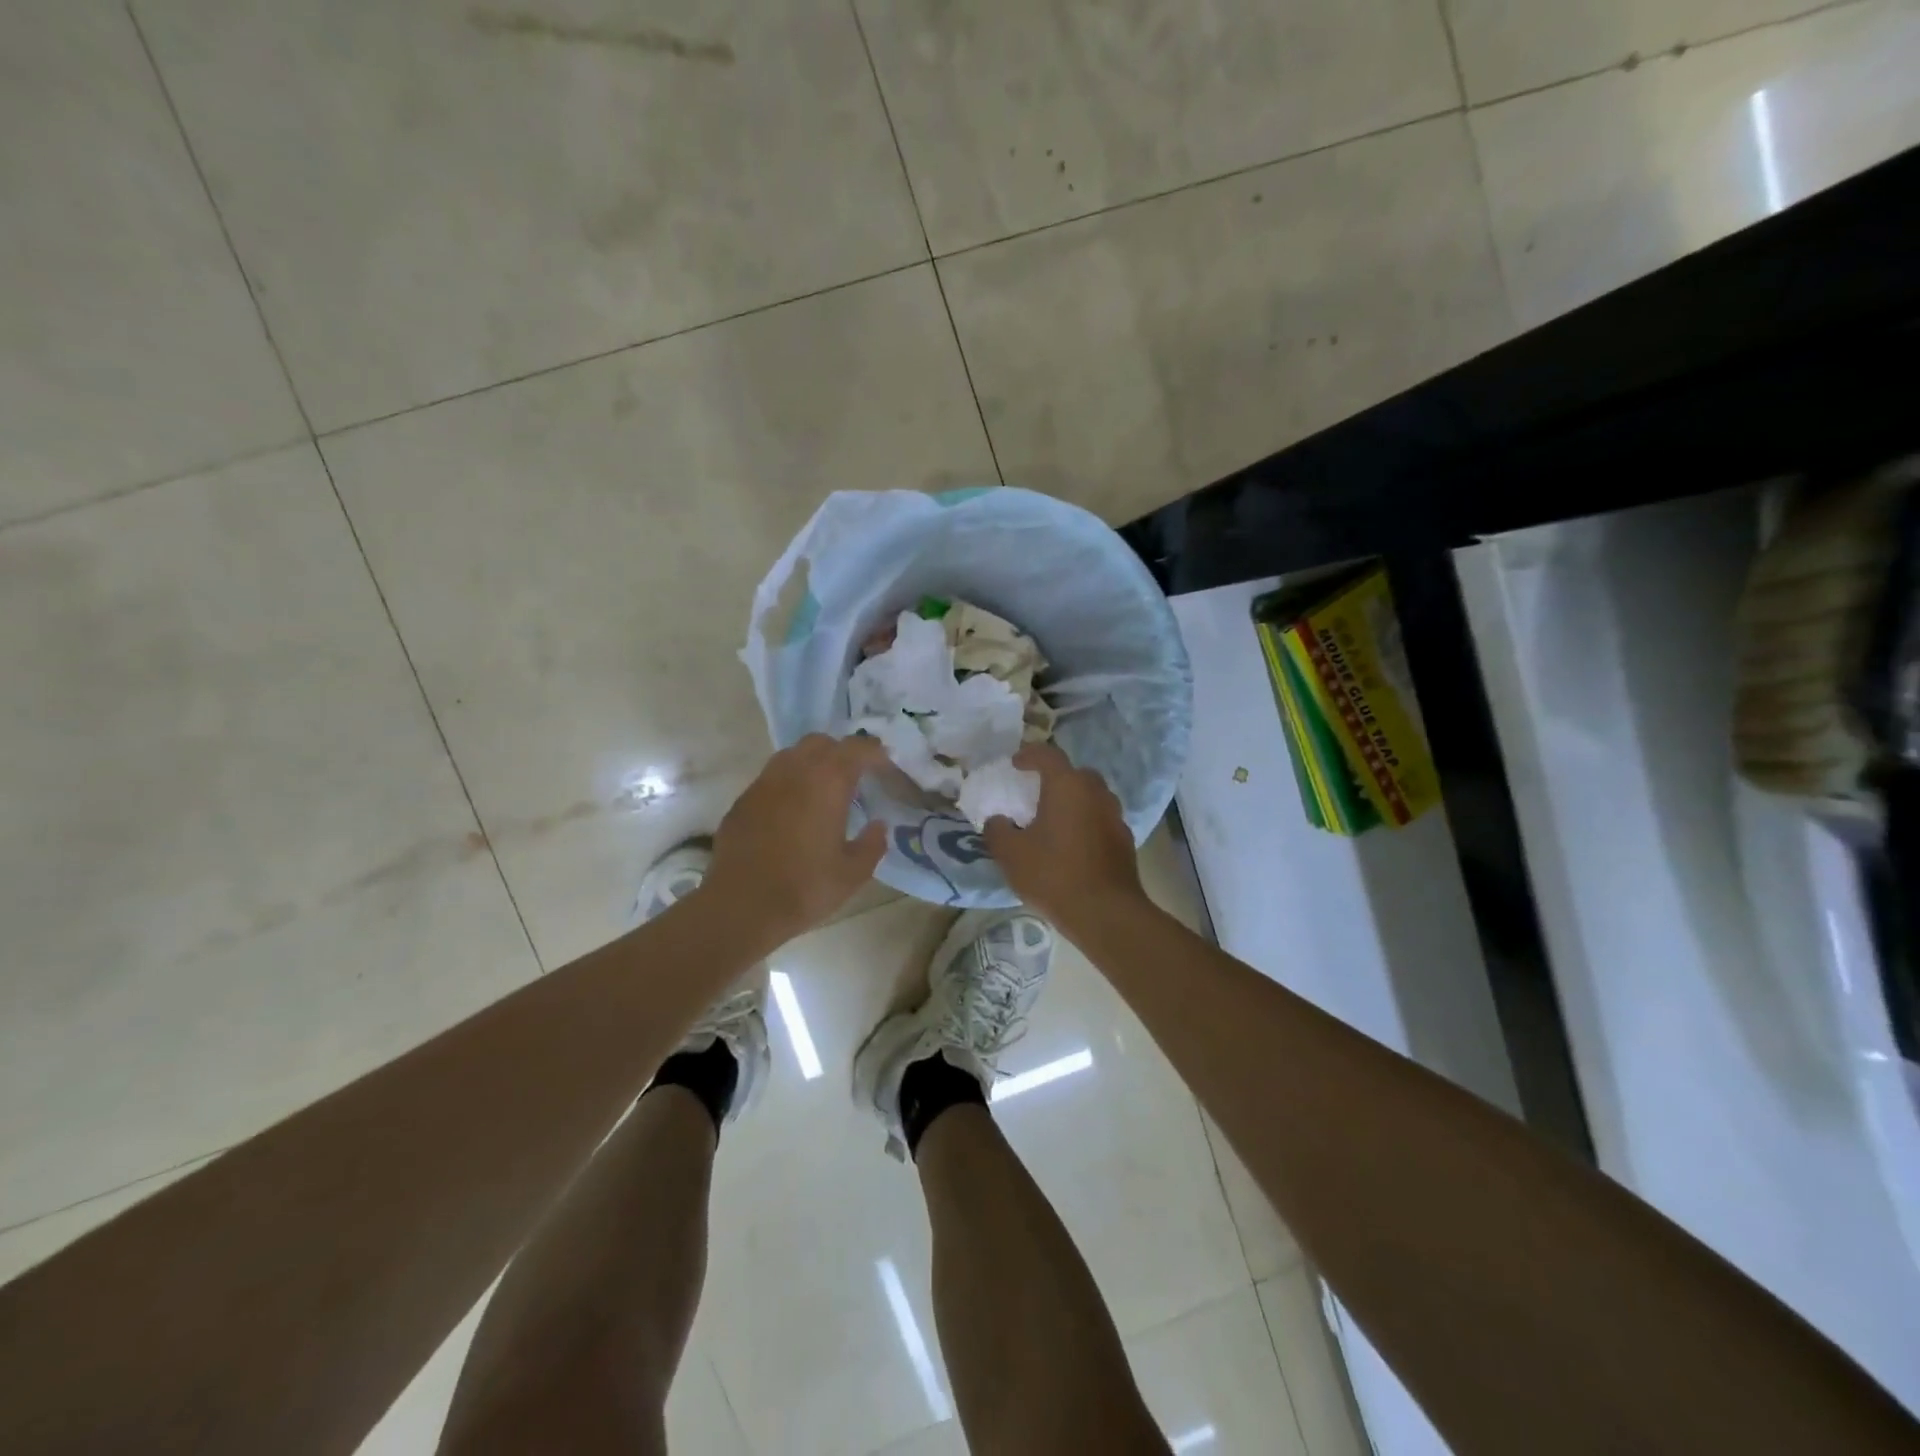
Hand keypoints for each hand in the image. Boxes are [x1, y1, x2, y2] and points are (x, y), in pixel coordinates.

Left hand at [704, 734, 890, 950]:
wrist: (741, 907)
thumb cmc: (804, 888)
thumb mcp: (853, 873)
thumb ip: (872, 844)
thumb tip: (879, 825)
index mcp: (827, 782)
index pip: (856, 749)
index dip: (875, 753)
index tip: (886, 766)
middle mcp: (794, 772)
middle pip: (821, 742)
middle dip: (841, 752)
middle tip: (854, 776)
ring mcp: (763, 784)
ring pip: (791, 756)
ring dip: (811, 764)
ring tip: (822, 790)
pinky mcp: (742, 802)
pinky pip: (770, 779)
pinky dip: (787, 784)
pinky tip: (792, 812)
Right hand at [982, 742, 1145, 930]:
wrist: (1105, 912)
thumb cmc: (1053, 874)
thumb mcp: (1011, 854)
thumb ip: (998, 830)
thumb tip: (997, 820)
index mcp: (1067, 786)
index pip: (1048, 755)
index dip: (1029, 755)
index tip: (1015, 763)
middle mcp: (1095, 793)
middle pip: (1075, 774)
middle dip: (1056, 778)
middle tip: (1037, 792)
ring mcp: (1115, 816)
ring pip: (1092, 797)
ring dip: (1074, 801)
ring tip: (1055, 820)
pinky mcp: (1125, 840)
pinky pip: (1101, 820)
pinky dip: (1086, 823)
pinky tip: (1073, 845)